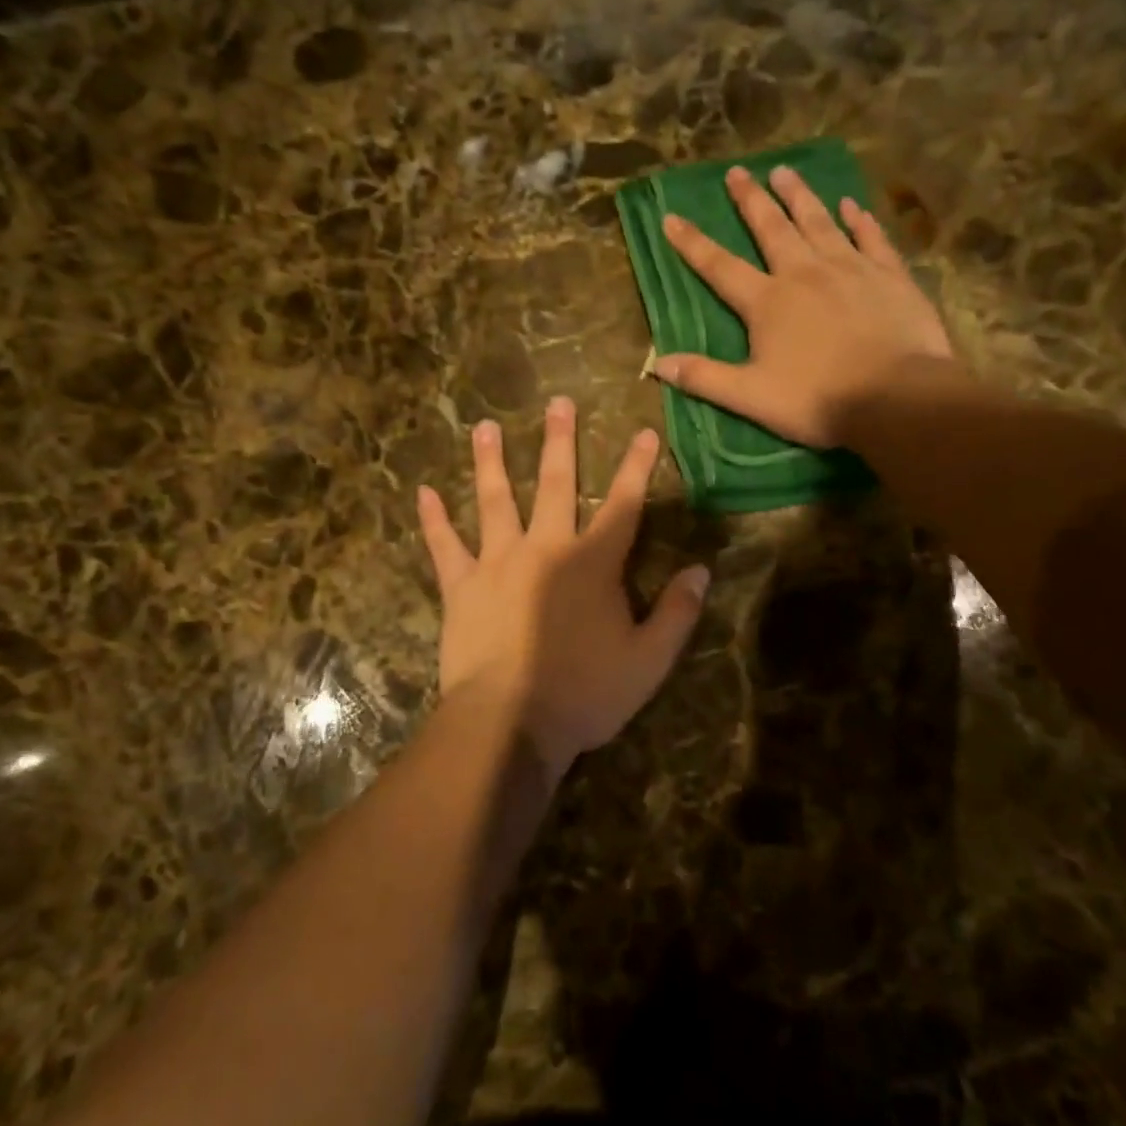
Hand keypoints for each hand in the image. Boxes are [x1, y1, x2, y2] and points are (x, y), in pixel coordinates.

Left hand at [416, 399, 709, 776]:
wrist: (509, 722)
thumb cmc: (584, 693)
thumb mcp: (648, 661)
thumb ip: (678, 613)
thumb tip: (702, 570)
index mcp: (593, 562)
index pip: (625, 505)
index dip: (637, 467)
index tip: (644, 432)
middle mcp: (546, 547)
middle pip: (554, 484)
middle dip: (559, 442)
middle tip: (558, 403)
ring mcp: (498, 562)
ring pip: (494, 500)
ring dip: (490, 461)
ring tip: (484, 426)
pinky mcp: (461, 585)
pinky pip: (444, 545)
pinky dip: (434, 519)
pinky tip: (423, 492)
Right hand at [655, 166, 959, 449]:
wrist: (898, 398)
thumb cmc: (818, 400)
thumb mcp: (750, 397)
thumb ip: (703, 377)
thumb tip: (656, 363)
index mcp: (767, 302)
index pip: (720, 266)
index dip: (692, 243)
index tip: (671, 216)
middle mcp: (805, 273)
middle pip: (772, 228)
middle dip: (751, 200)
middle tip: (737, 172)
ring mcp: (851, 269)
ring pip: (820, 222)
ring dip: (800, 196)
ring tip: (785, 171)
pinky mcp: (890, 276)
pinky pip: (871, 238)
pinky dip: (860, 219)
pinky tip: (852, 204)